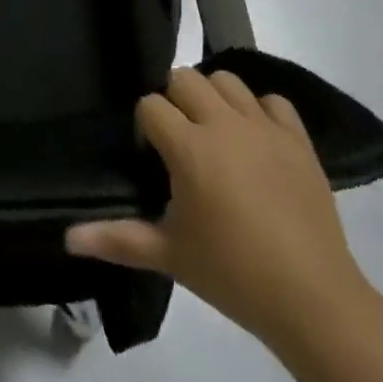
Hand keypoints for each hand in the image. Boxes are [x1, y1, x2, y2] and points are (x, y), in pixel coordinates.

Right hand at [66, 68, 369, 349]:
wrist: (315, 302)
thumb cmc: (233, 275)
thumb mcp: (170, 255)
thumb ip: (118, 238)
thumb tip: (68, 237)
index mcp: (189, 146)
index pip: (150, 105)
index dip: (146, 126)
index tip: (153, 158)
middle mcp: (223, 123)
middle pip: (184, 78)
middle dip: (175, 101)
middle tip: (181, 141)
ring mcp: (264, 128)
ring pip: (227, 81)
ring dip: (215, 98)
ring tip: (217, 135)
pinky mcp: (299, 140)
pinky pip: (275, 102)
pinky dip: (262, 112)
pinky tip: (258, 140)